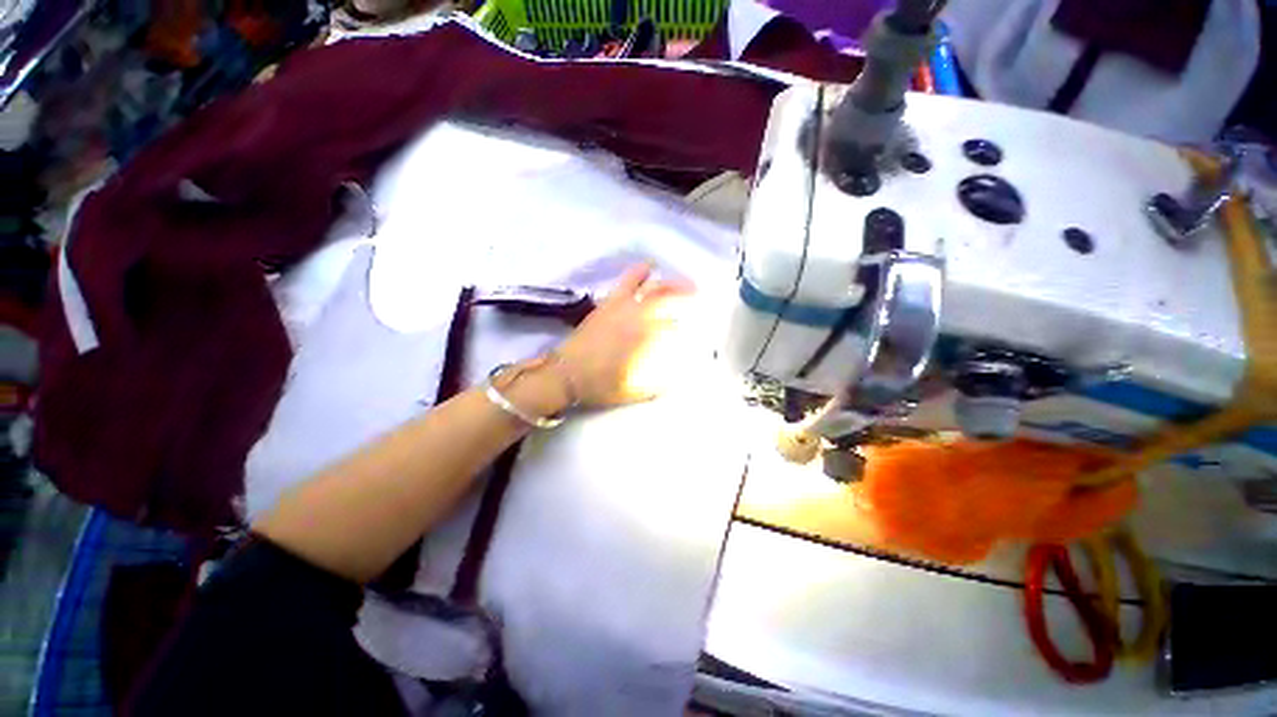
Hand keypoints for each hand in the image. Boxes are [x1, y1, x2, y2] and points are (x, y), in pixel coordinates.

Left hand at [555, 263, 693, 407]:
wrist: (565, 373)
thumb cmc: (599, 384)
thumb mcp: (632, 391)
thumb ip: (655, 385)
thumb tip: (675, 379)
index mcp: (641, 337)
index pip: (669, 322)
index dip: (682, 322)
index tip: (690, 325)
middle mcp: (634, 316)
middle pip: (663, 297)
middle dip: (682, 292)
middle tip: (697, 292)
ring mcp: (619, 307)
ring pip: (647, 286)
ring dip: (666, 281)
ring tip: (680, 280)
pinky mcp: (607, 304)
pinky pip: (625, 283)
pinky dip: (637, 273)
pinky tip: (646, 266)